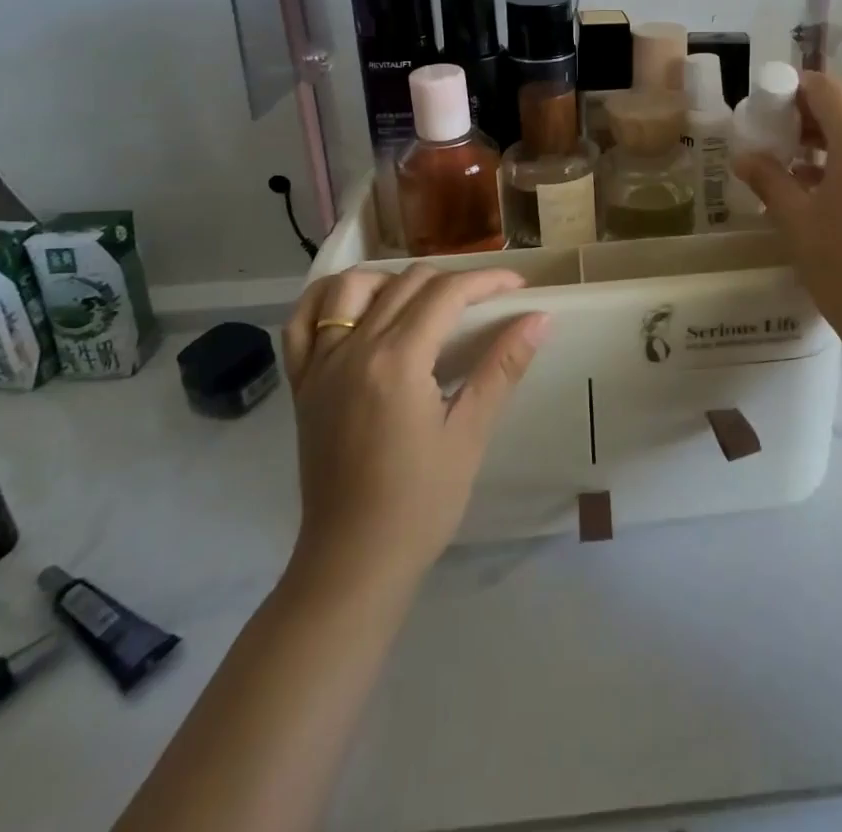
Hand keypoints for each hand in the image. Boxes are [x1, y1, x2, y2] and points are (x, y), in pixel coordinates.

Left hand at [280, 266, 549, 586]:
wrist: (353, 561)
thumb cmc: (421, 503)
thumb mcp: (470, 434)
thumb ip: (502, 367)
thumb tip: (539, 318)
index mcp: (397, 361)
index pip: (447, 294)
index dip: (487, 281)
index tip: (518, 286)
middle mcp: (354, 349)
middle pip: (406, 283)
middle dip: (453, 280)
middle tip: (485, 301)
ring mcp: (321, 364)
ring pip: (352, 287)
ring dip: (393, 279)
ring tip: (422, 301)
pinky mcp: (303, 384)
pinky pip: (302, 322)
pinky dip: (327, 299)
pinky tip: (355, 305)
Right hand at [734, 72, 841, 379]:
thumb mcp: (797, 222)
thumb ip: (768, 180)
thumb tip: (744, 157)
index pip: (824, 89)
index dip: (791, 92)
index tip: (765, 114)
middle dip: (806, 123)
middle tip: (773, 147)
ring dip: (830, 148)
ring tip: (797, 178)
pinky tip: (832, 201)